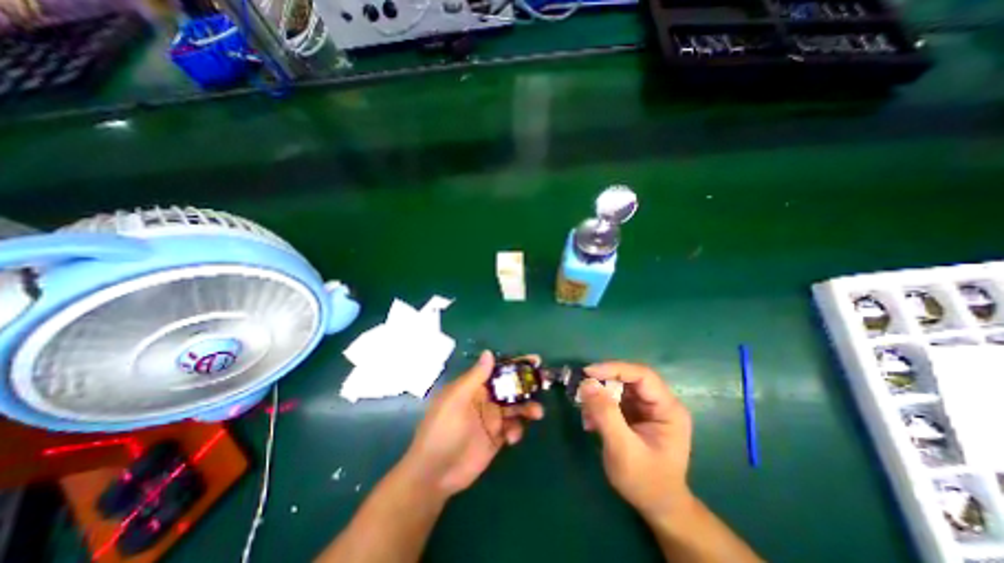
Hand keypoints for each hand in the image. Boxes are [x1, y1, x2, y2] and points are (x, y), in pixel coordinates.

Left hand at [399, 352, 540, 495]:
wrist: (434, 474)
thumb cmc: (443, 430)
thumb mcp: (456, 399)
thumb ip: (475, 377)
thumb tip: (489, 353)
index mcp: (474, 387)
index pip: (498, 370)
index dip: (515, 364)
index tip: (535, 360)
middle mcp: (485, 400)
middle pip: (511, 388)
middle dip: (527, 385)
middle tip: (544, 383)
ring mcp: (491, 419)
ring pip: (516, 407)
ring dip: (528, 408)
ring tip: (537, 413)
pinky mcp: (496, 438)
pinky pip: (513, 428)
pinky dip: (517, 430)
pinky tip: (511, 438)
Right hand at [576, 362, 694, 521]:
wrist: (657, 508)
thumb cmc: (646, 482)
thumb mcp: (623, 450)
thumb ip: (605, 414)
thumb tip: (586, 383)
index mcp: (668, 409)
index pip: (642, 375)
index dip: (614, 369)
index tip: (588, 373)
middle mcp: (660, 403)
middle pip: (629, 379)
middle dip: (603, 383)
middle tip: (581, 391)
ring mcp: (647, 409)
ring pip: (619, 388)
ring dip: (599, 396)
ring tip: (585, 413)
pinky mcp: (635, 414)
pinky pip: (614, 400)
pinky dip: (599, 406)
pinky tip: (591, 422)